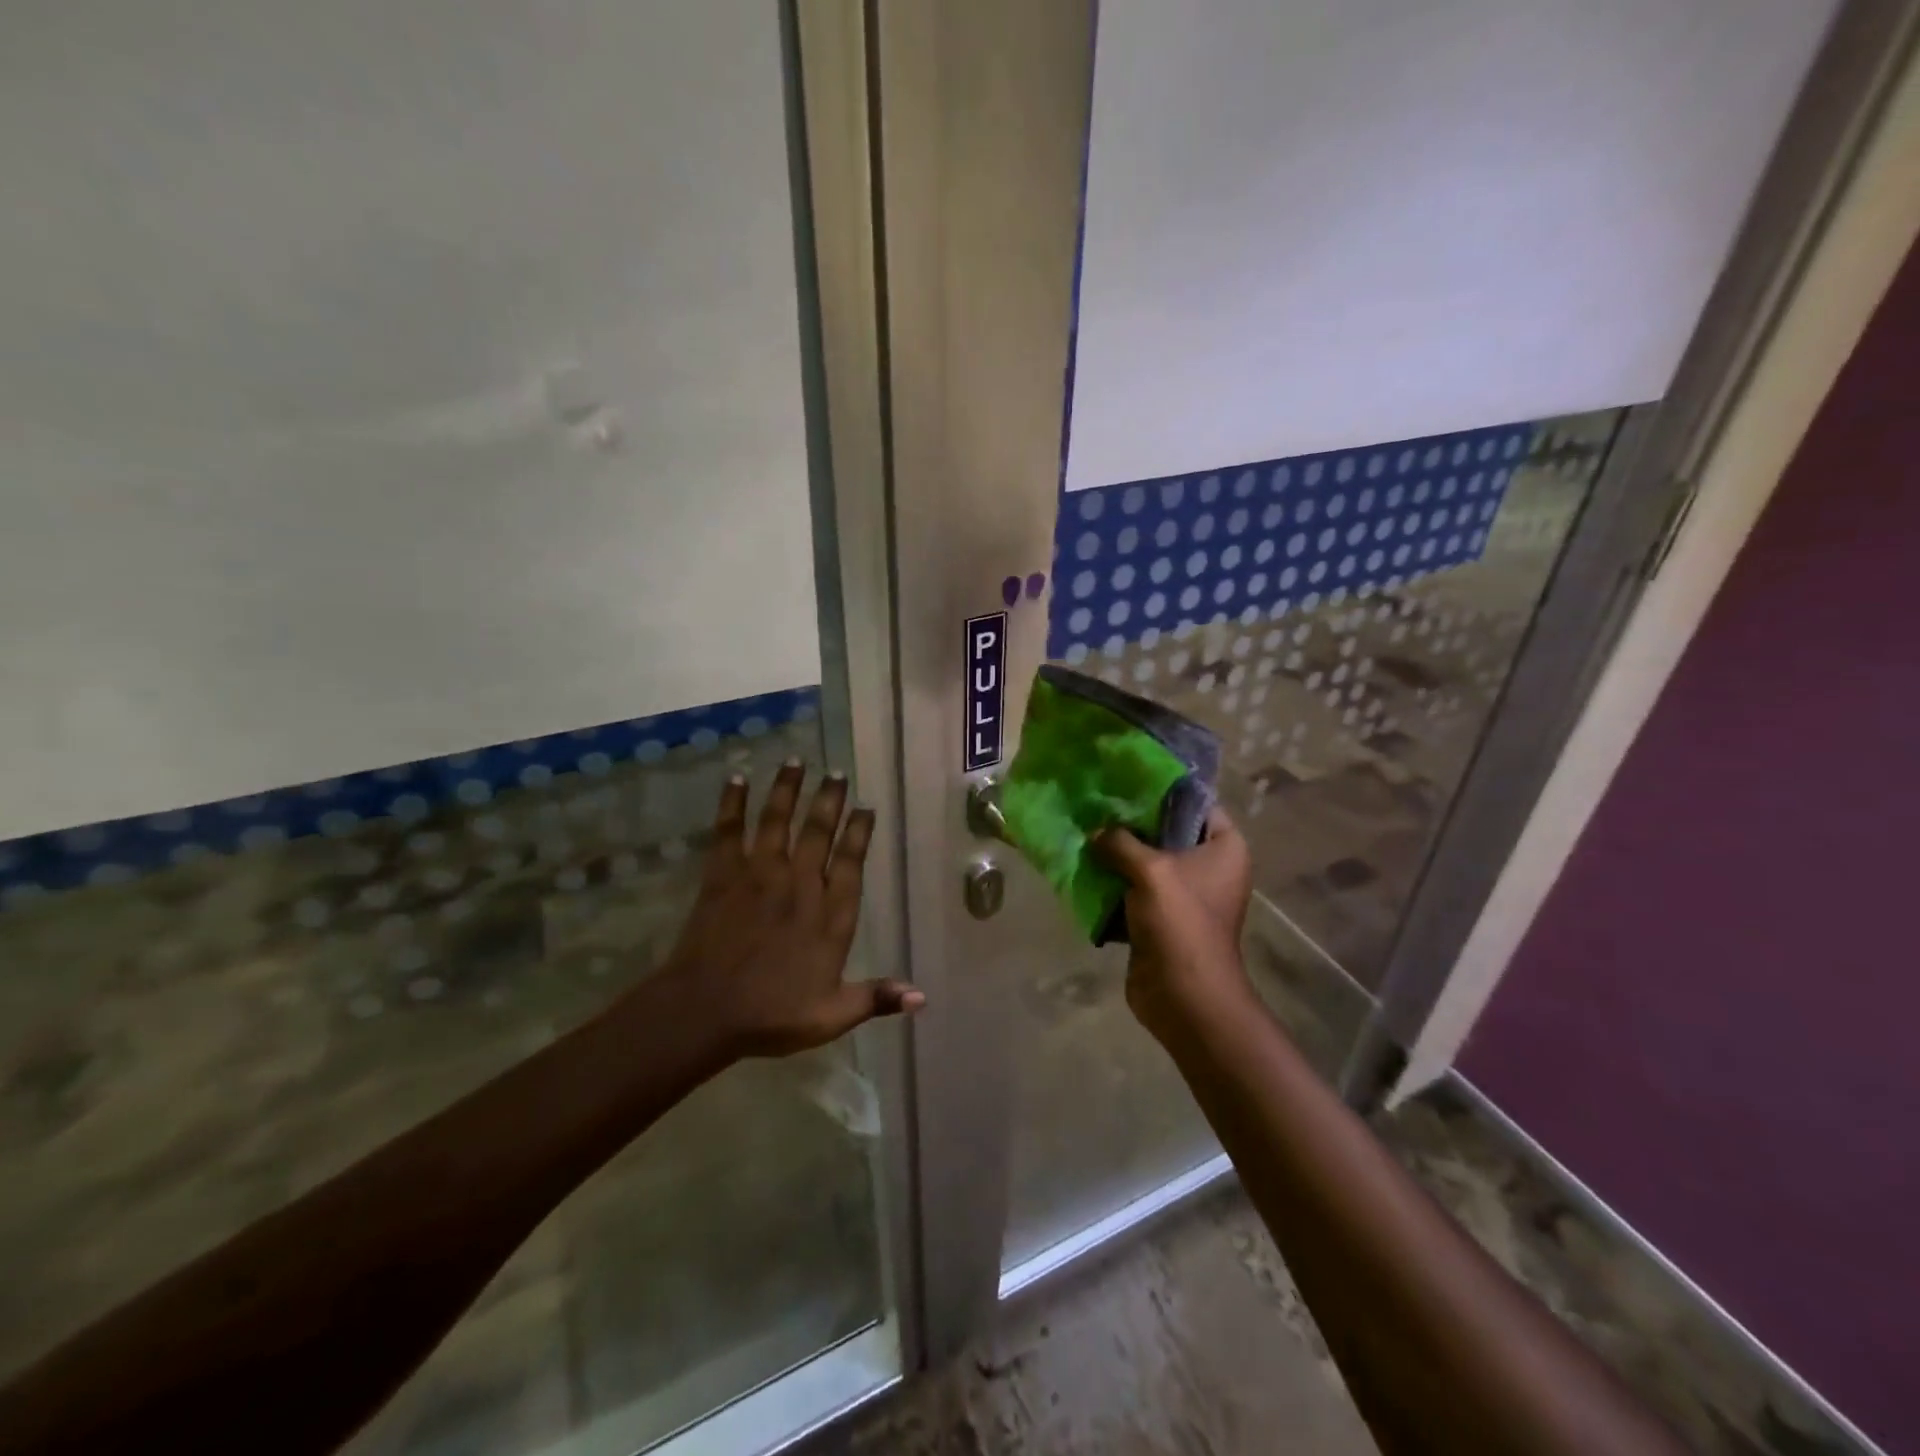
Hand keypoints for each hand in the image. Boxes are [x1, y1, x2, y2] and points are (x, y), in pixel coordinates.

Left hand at [659, 760, 923, 1057]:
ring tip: (796, 760)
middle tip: (836, 773)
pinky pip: (729, 830)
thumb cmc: (771, 1015)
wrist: (704, 1012)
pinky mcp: (723, 875)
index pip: (851, 862)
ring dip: (787, 788)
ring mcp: (759, 875)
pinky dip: (733, 803)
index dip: (859, 832)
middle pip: (818, 832)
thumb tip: (922, 995)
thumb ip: (875, 998)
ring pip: (778, 820)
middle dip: (829, 799)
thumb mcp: (830, 1015)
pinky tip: (736, 778)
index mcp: (829, 915)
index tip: (865, 807)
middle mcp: (799, 884)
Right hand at [1096, 807, 1254, 1039]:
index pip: (1197, 803)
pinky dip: (1113, 881)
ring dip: (1117, 852)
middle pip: (1167, 831)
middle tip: (1096, 802)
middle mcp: (1209, 866)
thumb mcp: (1150, 870)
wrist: (1184, 996)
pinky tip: (1084, 865)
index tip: (1125, 776)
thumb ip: (1120, 842)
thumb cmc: (1181, 922)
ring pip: (1146, 861)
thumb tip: (1096, 832)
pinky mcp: (1161, 917)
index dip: (1164, 789)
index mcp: (1224, 847)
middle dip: (1131, 821)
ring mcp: (1185, 894)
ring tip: (1084, 830)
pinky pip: (1134, 888)